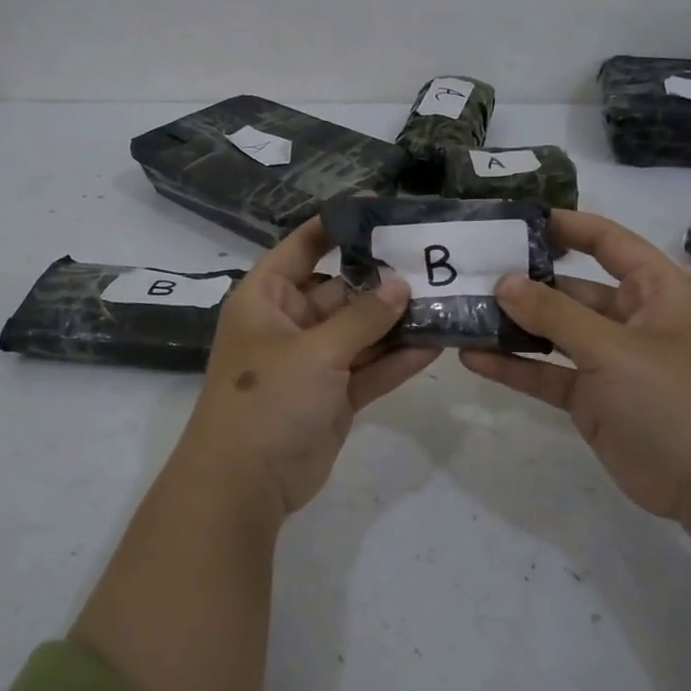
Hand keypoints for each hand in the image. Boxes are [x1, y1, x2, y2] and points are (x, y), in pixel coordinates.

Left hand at [177, 217, 438, 518]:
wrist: (245, 483)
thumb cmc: (267, 399)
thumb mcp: (316, 350)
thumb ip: (363, 317)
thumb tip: (401, 285)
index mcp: (267, 299)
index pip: (302, 248)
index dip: (336, 226)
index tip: (379, 207)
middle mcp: (290, 324)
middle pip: (342, 291)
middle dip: (383, 281)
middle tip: (433, 262)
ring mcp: (314, 362)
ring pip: (361, 332)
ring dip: (397, 322)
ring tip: (445, 299)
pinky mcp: (334, 396)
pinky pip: (369, 368)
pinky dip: (397, 360)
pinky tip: (436, 343)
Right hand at [459, 209, 690, 524]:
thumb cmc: (672, 398)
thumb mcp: (613, 348)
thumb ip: (555, 314)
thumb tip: (503, 282)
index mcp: (654, 290)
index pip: (607, 242)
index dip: (566, 227)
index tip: (516, 220)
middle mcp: (630, 318)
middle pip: (571, 288)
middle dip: (525, 281)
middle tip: (471, 271)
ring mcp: (608, 360)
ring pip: (553, 332)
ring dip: (513, 325)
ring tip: (462, 311)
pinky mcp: (589, 397)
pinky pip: (546, 372)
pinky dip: (514, 366)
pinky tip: (473, 358)